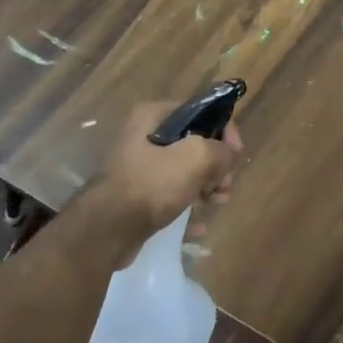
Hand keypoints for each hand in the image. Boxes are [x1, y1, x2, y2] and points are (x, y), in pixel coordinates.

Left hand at [91, 102, 243, 237]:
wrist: (106, 231)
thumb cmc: (151, 184)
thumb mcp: (196, 158)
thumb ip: (221, 150)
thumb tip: (228, 155)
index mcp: (153, 116)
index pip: (200, 112)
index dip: (224, 130)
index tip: (235, 154)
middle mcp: (144, 136)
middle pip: (194, 143)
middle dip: (216, 164)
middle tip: (225, 185)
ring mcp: (139, 168)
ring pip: (185, 171)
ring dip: (206, 185)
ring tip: (218, 202)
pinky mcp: (137, 196)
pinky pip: (171, 196)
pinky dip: (187, 206)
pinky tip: (199, 224)